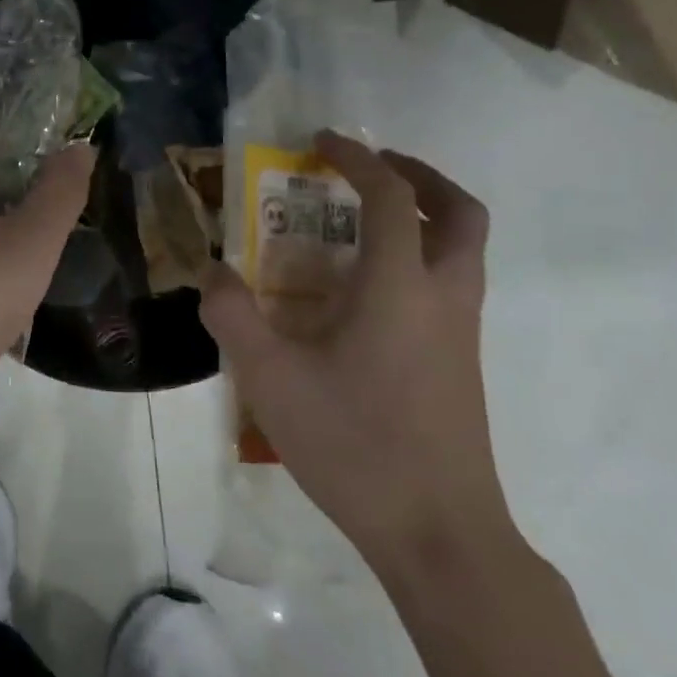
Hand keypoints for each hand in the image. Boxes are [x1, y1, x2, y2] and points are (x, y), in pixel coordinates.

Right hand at [199, 132, 509, 570]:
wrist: (438, 533)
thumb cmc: (354, 444)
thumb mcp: (270, 378)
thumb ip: (232, 315)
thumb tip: (212, 272)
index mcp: (401, 286)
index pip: (390, 196)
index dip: (357, 158)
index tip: (321, 143)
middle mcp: (443, 296)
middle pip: (459, 212)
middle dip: (419, 176)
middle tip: (370, 170)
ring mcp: (461, 332)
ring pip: (464, 249)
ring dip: (425, 215)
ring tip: (364, 223)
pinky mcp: (461, 363)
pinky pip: (450, 283)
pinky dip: (420, 257)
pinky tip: (366, 292)